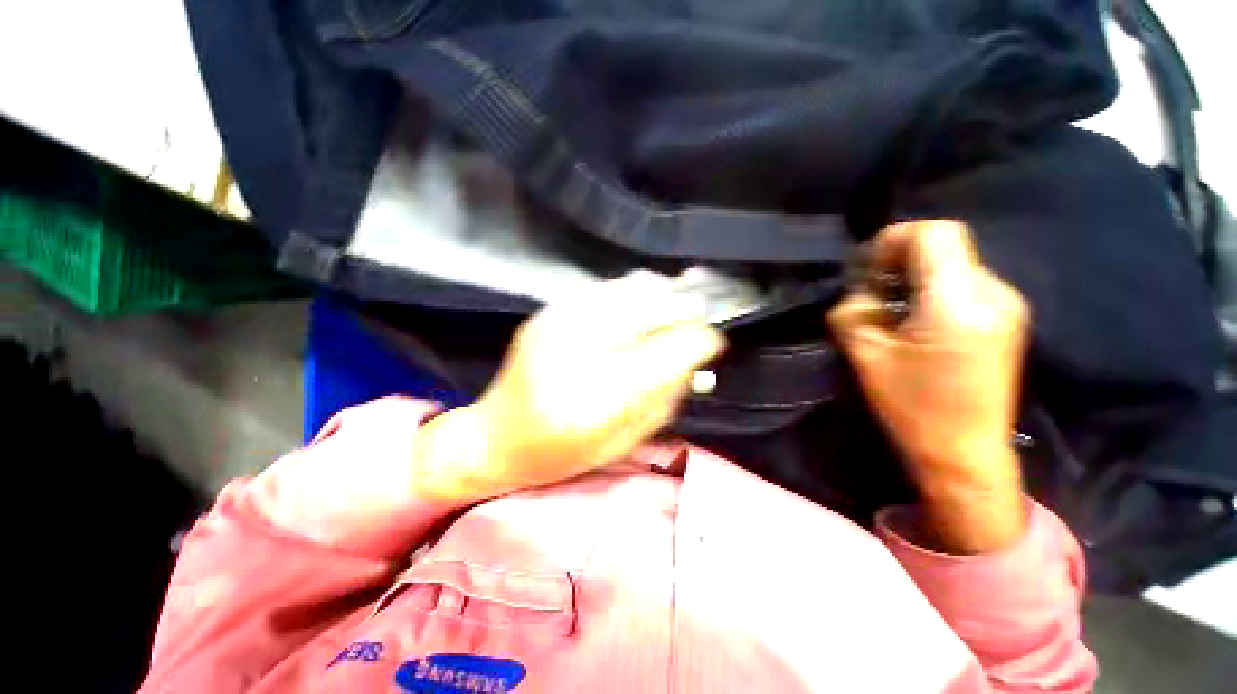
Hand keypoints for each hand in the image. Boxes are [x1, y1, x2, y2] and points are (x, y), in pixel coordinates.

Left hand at [415, 273, 724, 501]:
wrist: (495, 437)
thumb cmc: (561, 453)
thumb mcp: (621, 441)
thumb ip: (662, 399)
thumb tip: (693, 360)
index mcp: (594, 401)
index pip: (662, 357)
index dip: (696, 342)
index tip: (714, 340)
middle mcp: (573, 354)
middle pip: (644, 311)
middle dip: (681, 309)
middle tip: (699, 314)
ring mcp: (555, 326)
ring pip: (624, 291)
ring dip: (658, 294)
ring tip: (675, 303)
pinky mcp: (546, 314)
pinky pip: (601, 289)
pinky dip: (630, 291)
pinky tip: (642, 301)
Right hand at [829, 220, 1029, 551]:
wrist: (965, 453)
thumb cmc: (912, 406)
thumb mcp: (865, 355)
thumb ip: (853, 311)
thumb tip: (859, 290)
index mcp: (958, 302)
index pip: (935, 234)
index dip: (894, 239)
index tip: (867, 268)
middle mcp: (994, 293)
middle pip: (945, 247)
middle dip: (900, 261)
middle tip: (873, 294)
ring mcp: (1007, 305)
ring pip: (955, 264)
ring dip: (917, 277)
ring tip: (893, 311)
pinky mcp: (1008, 319)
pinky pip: (966, 285)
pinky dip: (935, 291)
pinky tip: (918, 323)